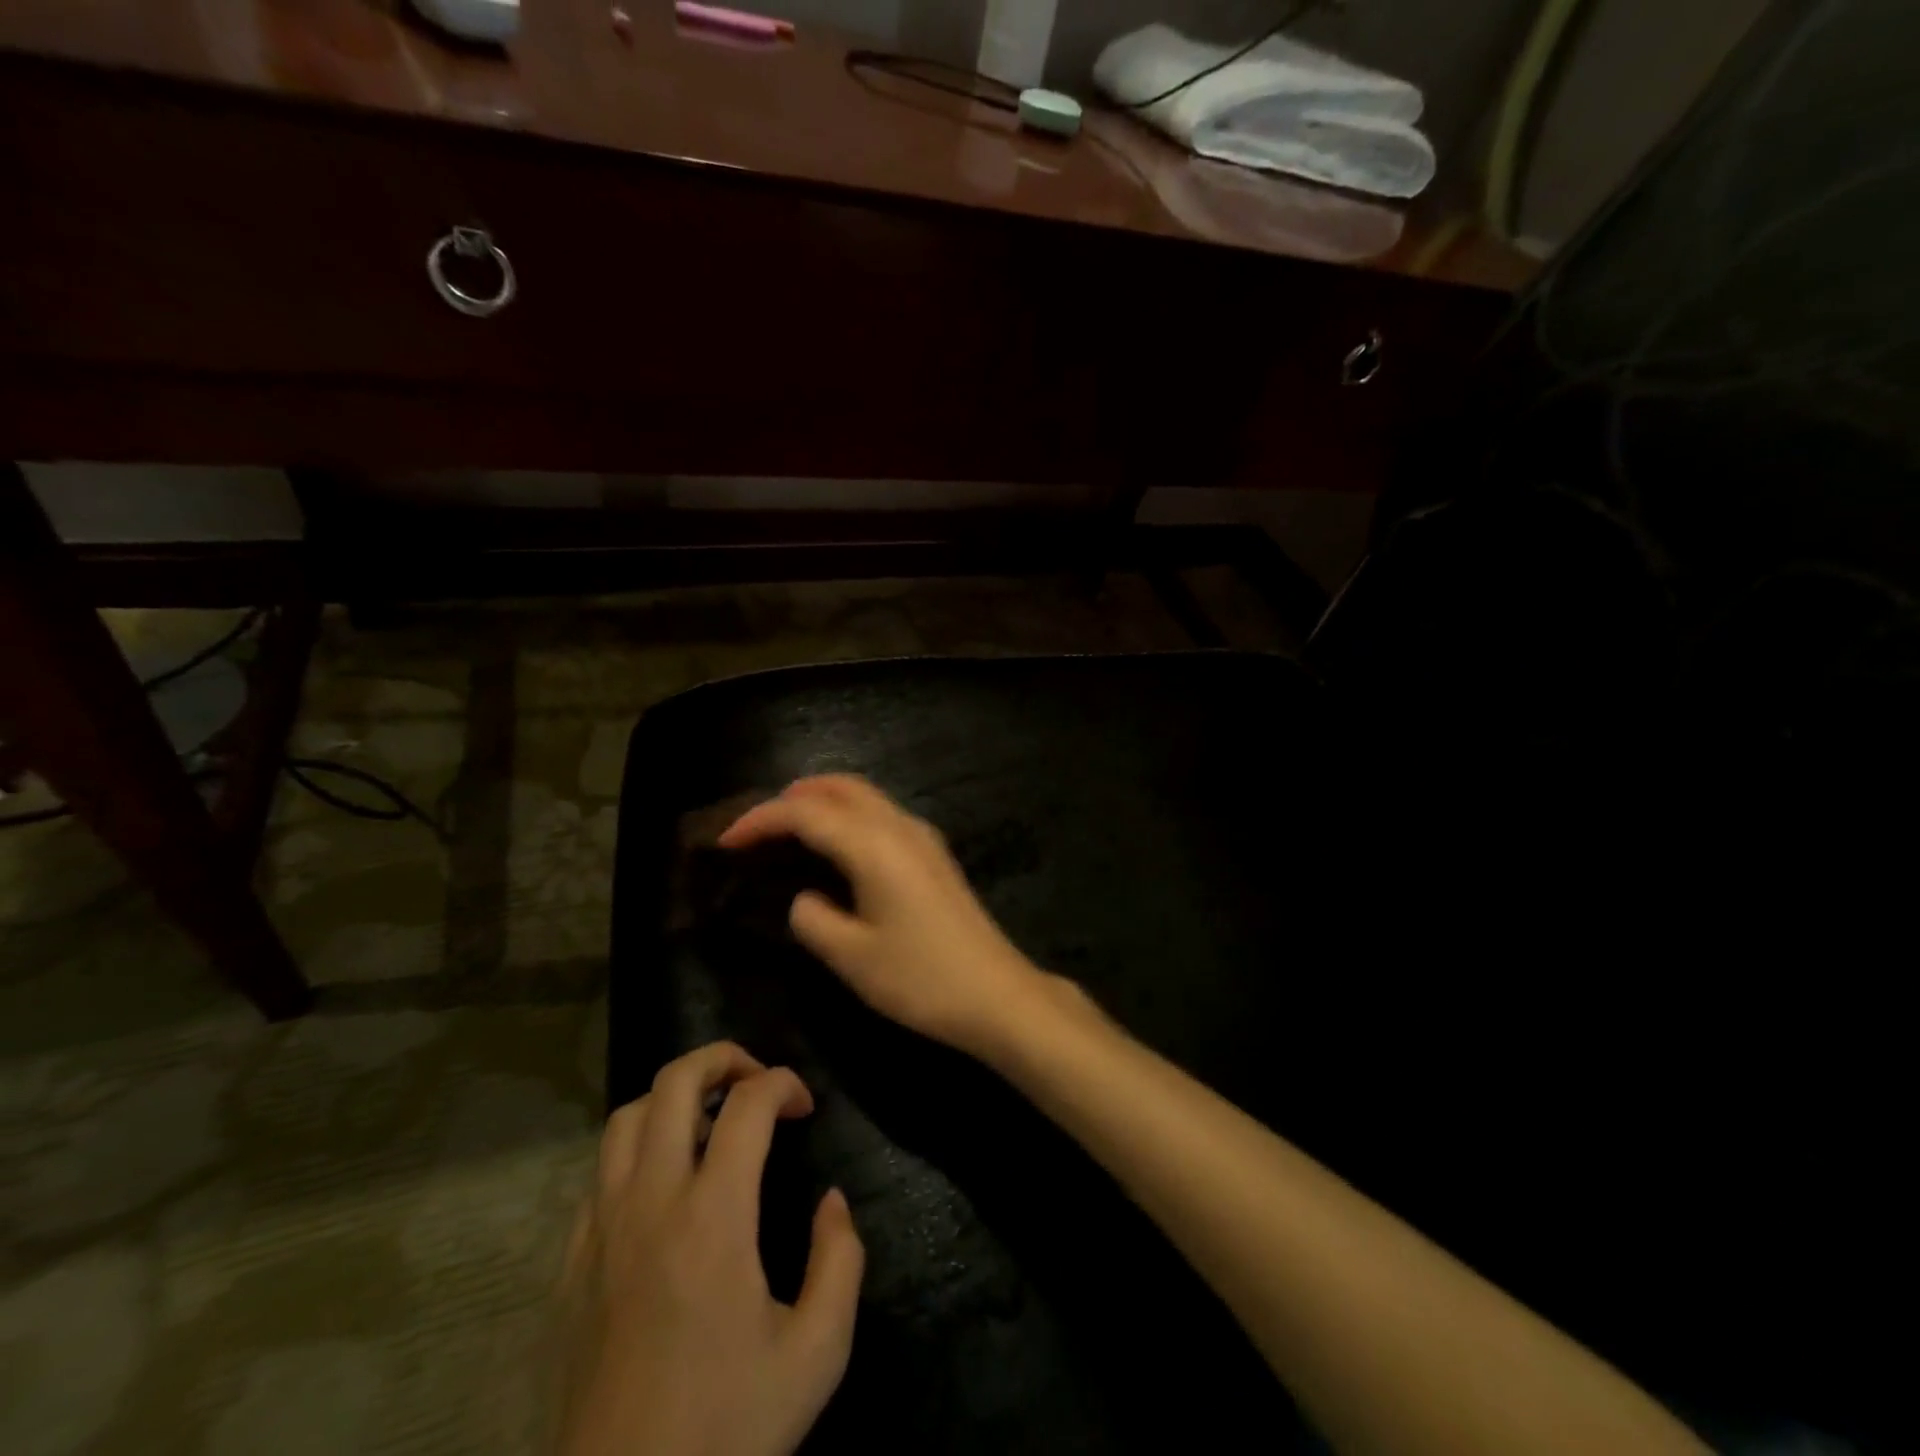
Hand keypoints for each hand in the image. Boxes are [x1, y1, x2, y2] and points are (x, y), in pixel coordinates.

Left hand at [560, 1042, 863, 1455]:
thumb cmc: (725, 1430)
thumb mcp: (816, 1354)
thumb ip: (840, 1261)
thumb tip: (831, 1202)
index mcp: (712, 1217)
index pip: (747, 1104)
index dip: (783, 1083)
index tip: (805, 1106)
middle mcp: (651, 1203)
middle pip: (673, 1082)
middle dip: (722, 1058)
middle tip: (756, 1081)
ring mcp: (601, 1230)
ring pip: (626, 1117)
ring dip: (674, 1098)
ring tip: (711, 1123)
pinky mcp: (571, 1263)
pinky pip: (600, 1172)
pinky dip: (638, 1149)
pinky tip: (665, 1185)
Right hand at [718, 775, 1055, 1059]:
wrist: (996, 994)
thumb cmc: (921, 978)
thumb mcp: (852, 957)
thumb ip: (813, 919)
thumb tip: (804, 897)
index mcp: (874, 845)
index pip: (806, 813)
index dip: (761, 819)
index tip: (726, 841)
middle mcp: (900, 826)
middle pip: (840, 787)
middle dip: (793, 796)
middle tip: (757, 825)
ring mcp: (923, 837)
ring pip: (865, 796)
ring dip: (823, 800)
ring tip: (788, 827)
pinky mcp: (934, 854)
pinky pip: (882, 814)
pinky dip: (849, 814)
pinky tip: (836, 846)